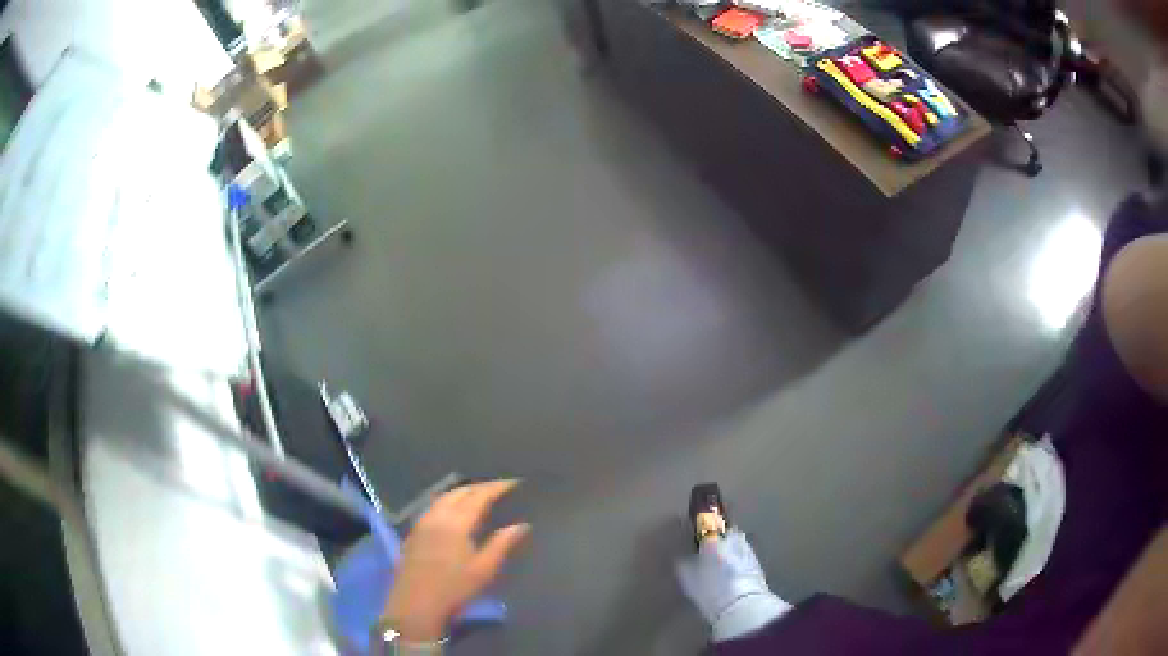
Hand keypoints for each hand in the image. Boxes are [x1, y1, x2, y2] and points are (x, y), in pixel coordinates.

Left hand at [383, 479, 529, 642]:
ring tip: (478, 496)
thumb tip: (522, 525)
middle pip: (459, 492)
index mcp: (456, 523)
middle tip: (498, 488)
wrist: (416, 605)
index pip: (478, 496)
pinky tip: (453, 511)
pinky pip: (433, 507)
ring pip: (443, 498)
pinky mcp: (413, 533)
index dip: (496, 487)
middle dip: (479, 487)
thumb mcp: (484, 569)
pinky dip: (448, 502)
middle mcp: (437, 516)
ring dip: (461, 492)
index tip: (514, 483)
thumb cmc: (454, 589)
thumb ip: (502, 544)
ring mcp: (422, 523)